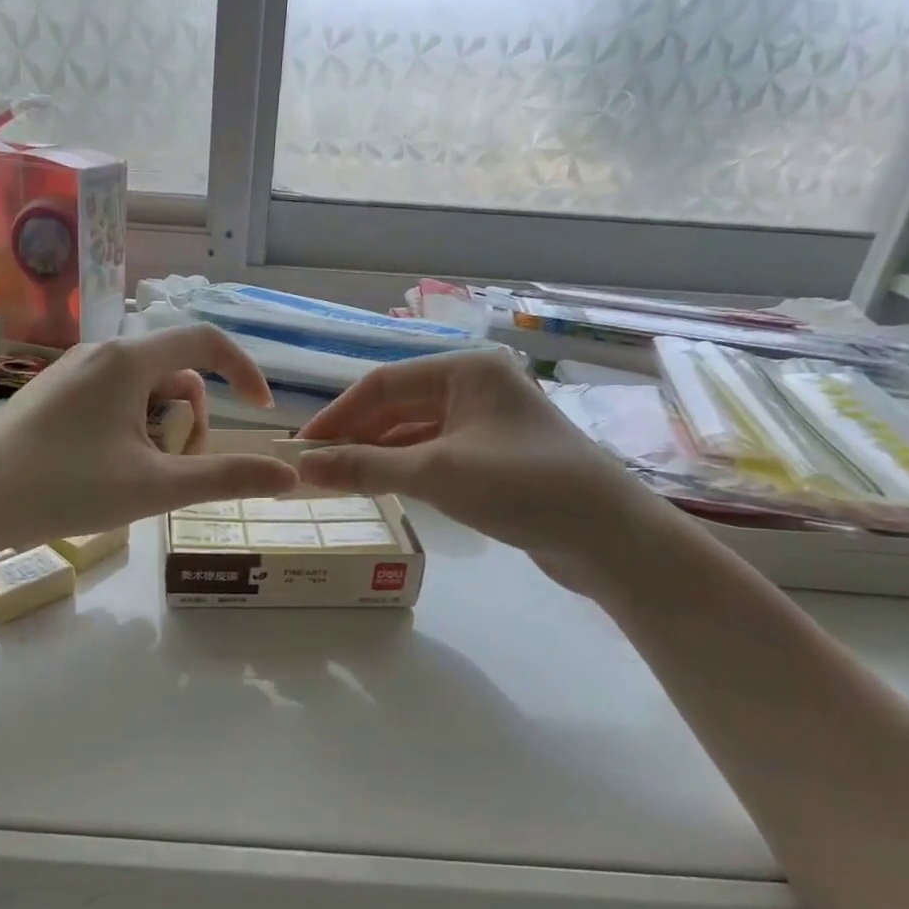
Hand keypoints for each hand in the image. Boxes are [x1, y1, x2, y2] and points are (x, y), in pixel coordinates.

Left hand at [0, 326, 298, 553]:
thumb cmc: (65, 488)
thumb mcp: (155, 487)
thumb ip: (225, 478)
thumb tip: (287, 476)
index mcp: (127, 360)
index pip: (205, 340)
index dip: (243, 370)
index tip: (260, 409)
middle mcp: (99, 353)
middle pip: (174, 373)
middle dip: (188, 420)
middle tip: (169, 470)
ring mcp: (70, 373)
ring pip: (142, 391)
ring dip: (158, 430)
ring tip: (135, 477)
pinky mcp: (51, 395)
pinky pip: (111, 401)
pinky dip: (128, 431)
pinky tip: (104, 472)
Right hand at [295, 351, 671, 595]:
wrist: (608, 536)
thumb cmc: (522, 486)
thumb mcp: (436, 473)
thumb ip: (366, 467)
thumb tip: (302, 466)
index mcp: (465, 371)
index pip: (382, 384)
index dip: (337, 415)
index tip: (301, 448)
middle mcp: (474, 387)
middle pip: (397, 406)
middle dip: (354, 436)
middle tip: (313, 468)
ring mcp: (485, 423)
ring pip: (413, 432)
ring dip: (375, 454)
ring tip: (336, 480)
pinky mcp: (492, 456)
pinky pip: (433, 453)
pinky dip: (402, 468)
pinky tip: (378, 486)